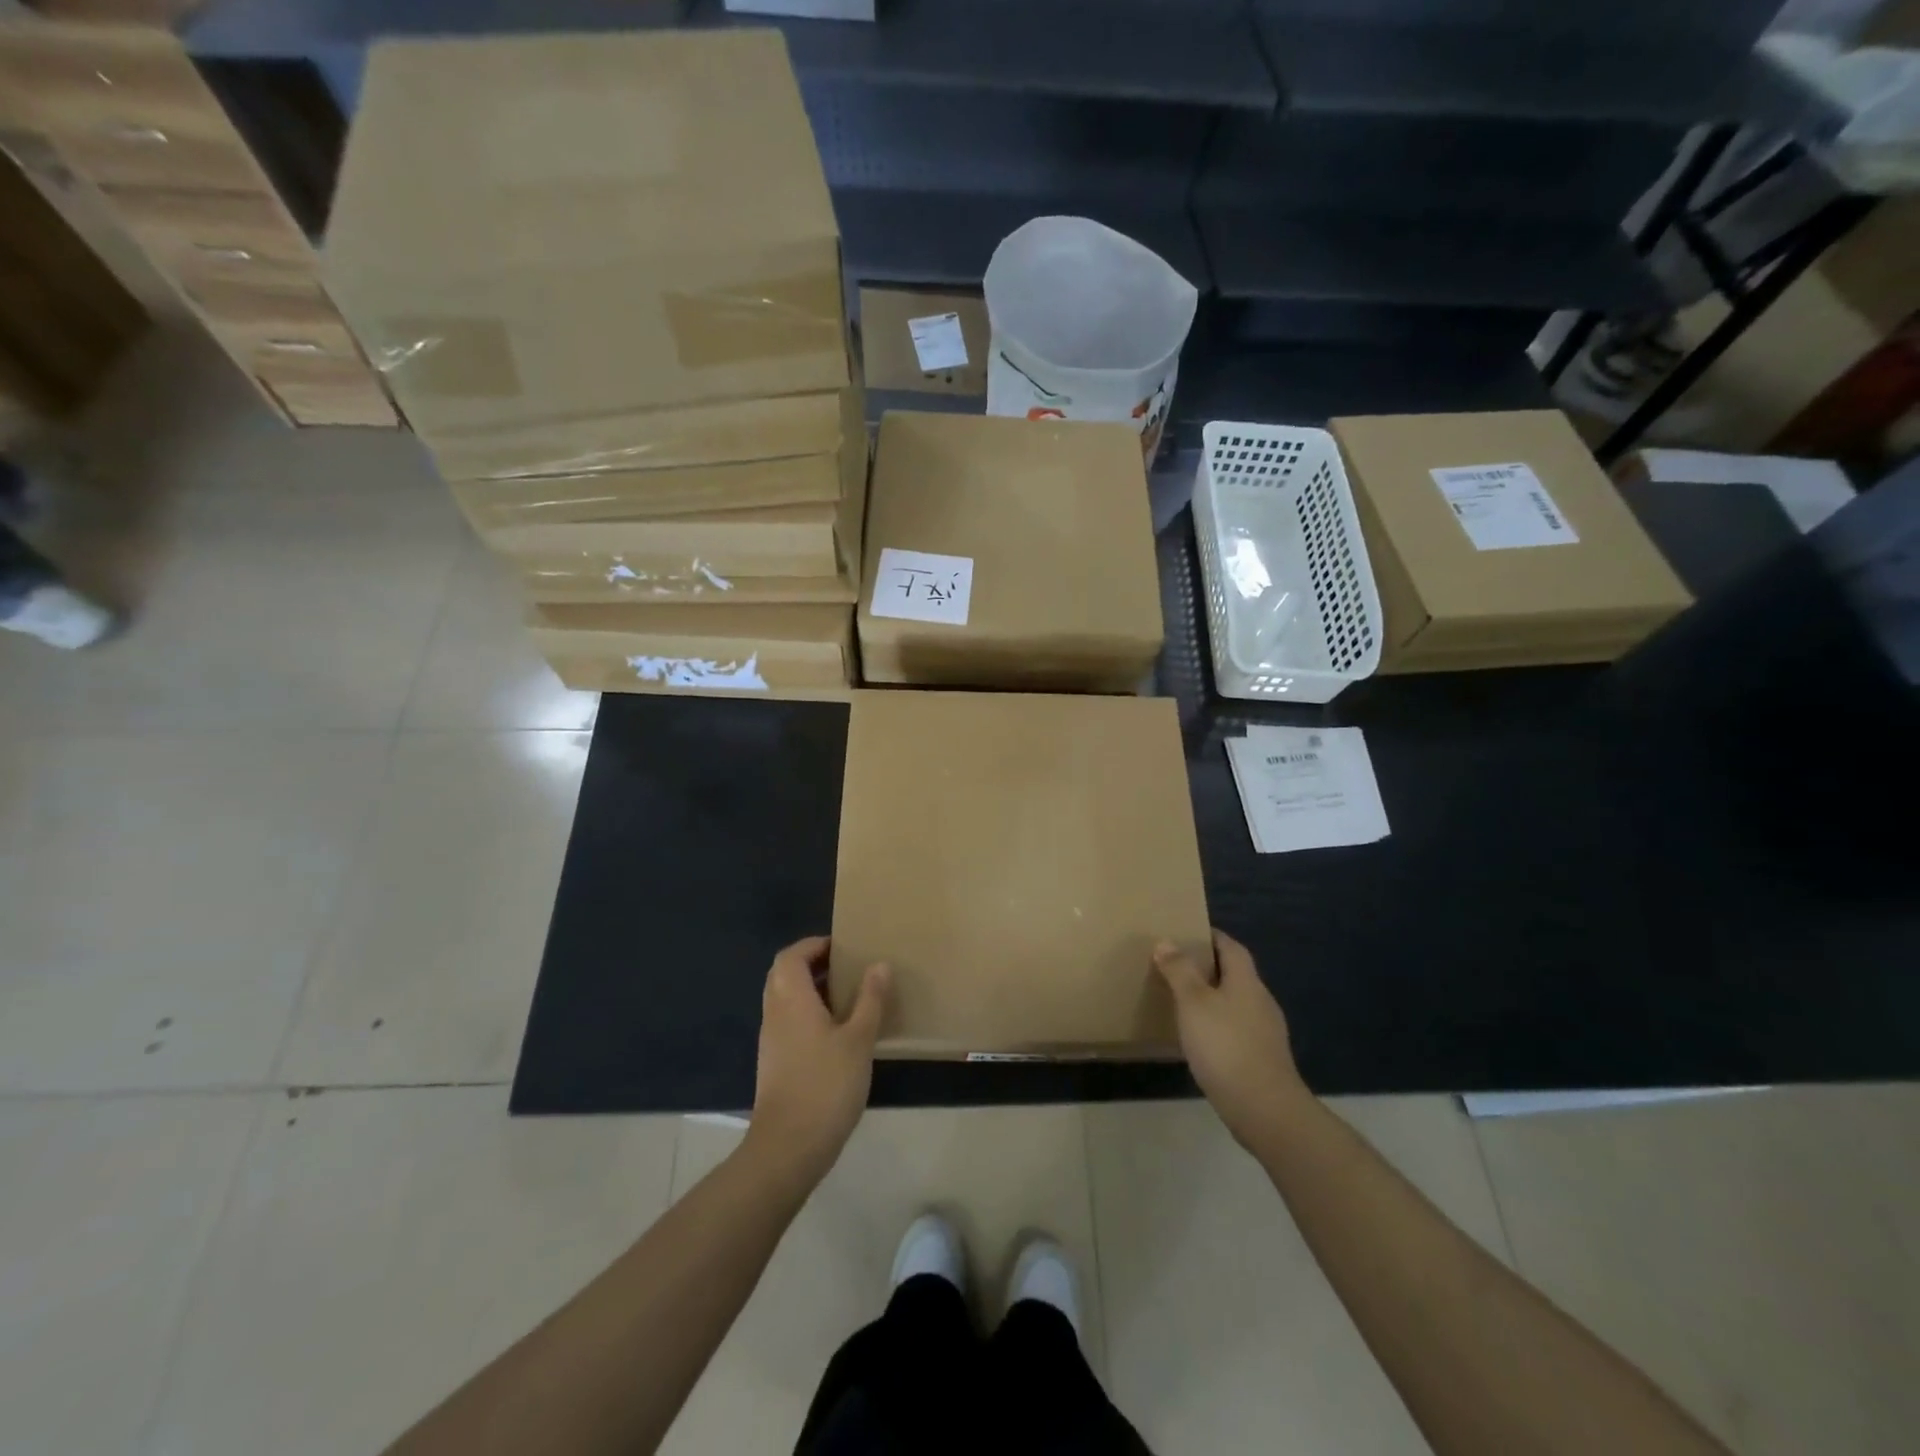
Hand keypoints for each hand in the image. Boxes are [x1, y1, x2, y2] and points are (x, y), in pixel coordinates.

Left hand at [746, 936, 889, 1189]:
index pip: (792, 955)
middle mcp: (775, 1012)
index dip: (815, 945)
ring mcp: (772, 1039)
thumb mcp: (859, 1039)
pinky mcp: (775, 1062)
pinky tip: (838, 1032)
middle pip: (785, 974)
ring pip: (786, 999)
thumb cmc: (826, 1085)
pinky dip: (809, 1014)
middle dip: (813, 964)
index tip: (844, 947)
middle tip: (848, 968)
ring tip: (849, 997)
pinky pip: (789, 1021)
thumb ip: (870, 999)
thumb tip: (879, 964)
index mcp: (791, 998)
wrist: (788, 1147)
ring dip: (812, 990)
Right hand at [1155, 930, 1308, 1151]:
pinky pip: (1238, 1029)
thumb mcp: (1193, 1003)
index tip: (1188, 933)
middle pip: (1236, 974)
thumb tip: (1166, 941)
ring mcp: (1266, 1032)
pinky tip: (1201, 1039)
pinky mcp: (1263, 1058)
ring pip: (1237, 1003)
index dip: (1212, 937)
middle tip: (1177, 966)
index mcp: (1246, 981)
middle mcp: (1261, 1001)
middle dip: (1209, 968)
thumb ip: (1180, 971)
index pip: (1231, 947)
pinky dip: (1219, 1025)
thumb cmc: (1225, 1046)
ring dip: (1214, 998)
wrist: (1265, 1109)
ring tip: (1184, 1002)